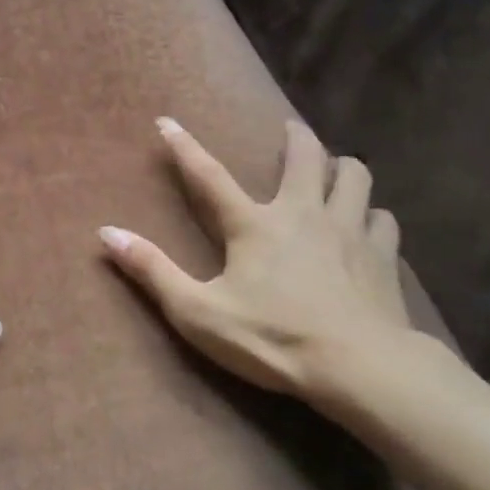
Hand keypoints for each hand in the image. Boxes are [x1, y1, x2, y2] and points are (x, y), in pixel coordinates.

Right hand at [99, 118, 411, 406]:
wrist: (359, 367)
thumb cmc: (272, 339)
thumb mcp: (198, 312)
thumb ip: (153, 270)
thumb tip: (107, 233)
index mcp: (254, 225)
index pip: (209, 176)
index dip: (184, 147)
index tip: (167, 122)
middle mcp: (304, 214)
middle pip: (306, 157)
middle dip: (295, 137)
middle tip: (289, 130)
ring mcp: (349, 231)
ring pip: (355, 176)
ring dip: (342, 168)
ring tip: (334, 172)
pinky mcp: (383, 257)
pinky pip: (382, 219)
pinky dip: (371, 215)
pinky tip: (367, 225)